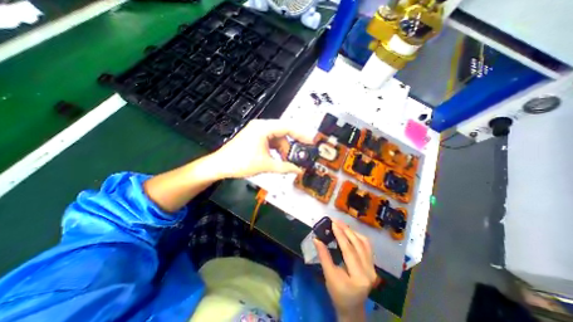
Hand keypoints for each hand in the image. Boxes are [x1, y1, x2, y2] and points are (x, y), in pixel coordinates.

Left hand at [207, 119, 311, 179]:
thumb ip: (285, 167)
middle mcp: (261, 126)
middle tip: (299, 156)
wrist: (220, 165)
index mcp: (264, 128)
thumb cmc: (241, 163)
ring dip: (283, 149)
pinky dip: (277, 150)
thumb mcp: (266, 165)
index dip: (301, 134)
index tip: (311, 142)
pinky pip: (271, 141)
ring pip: (278, 138)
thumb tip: (299, 170)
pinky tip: (279, 159)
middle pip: (283, 132)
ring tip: (287, 162)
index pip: (288, 127)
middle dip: (291, 145)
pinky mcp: (256, 137)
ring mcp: (258, 131)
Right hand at [312, 218, 378, 320]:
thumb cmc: (338, 294)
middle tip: (335, 220)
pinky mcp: (372, 264)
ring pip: (364, 243)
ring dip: (352, 231)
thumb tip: (316, 239)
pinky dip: (357, 236)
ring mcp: (373, 267)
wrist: (352, 307)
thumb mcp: (329, 276)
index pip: (349, 251)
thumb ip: (323, 256)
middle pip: (358, 244)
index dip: (340, 235)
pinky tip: (349, 232)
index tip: (333, 223)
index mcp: (359, 277)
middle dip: (346, 230)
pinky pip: (366, 246)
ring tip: (341, 224)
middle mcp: (370, 271)